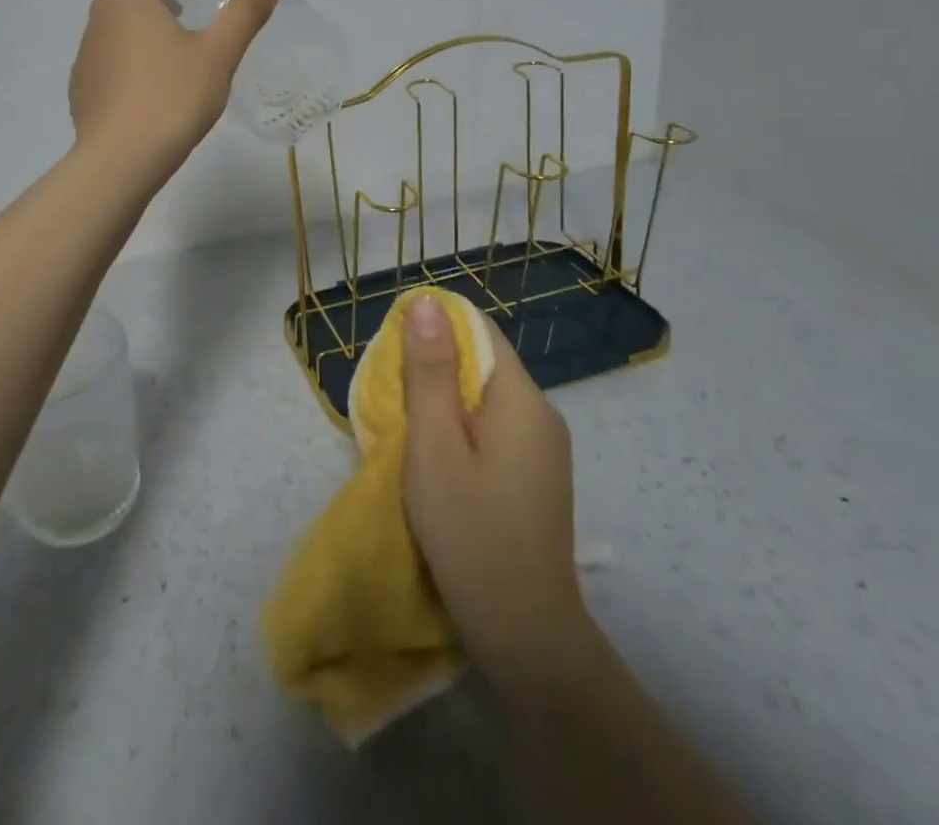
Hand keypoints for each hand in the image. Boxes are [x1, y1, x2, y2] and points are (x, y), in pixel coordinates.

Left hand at [68, 0, 284, 180]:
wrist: (120, 159)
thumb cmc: (173, 97)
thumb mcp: (218, 54)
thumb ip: (245, 13)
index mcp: (132, 2)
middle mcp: (101, 21)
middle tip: (177, 7)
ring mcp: (85, 56)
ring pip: (110, 28)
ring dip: (134, 27)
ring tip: (163, 48)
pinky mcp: (80, 89)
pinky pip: (103, 60)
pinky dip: (121, 60)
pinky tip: (141, 86)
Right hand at [399, 294, 597, 704]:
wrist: (526, 635)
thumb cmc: (470, 531)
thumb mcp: (435, 445)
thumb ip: (430, 372)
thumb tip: (426, 303)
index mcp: (523, 399)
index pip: (480, 331)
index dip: (435, 328)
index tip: (395, 352)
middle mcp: (543, 415)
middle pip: (484, 364)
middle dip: (436, 370)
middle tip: (393, 399)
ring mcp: (545, 450)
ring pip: (487, 401)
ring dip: (446, 404)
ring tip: (410, 433)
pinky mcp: (537, 479)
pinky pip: (496, 431)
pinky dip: (463, 432)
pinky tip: (440, 463)